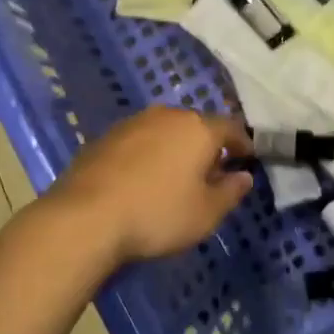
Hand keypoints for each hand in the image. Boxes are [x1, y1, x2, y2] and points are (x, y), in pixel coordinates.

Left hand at [41, 107, 253, 268]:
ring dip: (174, 149)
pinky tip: (142, 180)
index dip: (242, 144)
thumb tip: (243, 176)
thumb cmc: (157, 214)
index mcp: (198, 128)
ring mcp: (132, 123)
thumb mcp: (206, 213)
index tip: (247, 159)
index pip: (231, 128)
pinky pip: (138, 142)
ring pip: (165, 131)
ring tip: (175, 177)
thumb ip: (230, 192)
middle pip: (196, 126)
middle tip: (211, 172)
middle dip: (206, 146)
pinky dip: (147, 156)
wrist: (86, 217)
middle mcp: (166, 116)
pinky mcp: (105, 137)